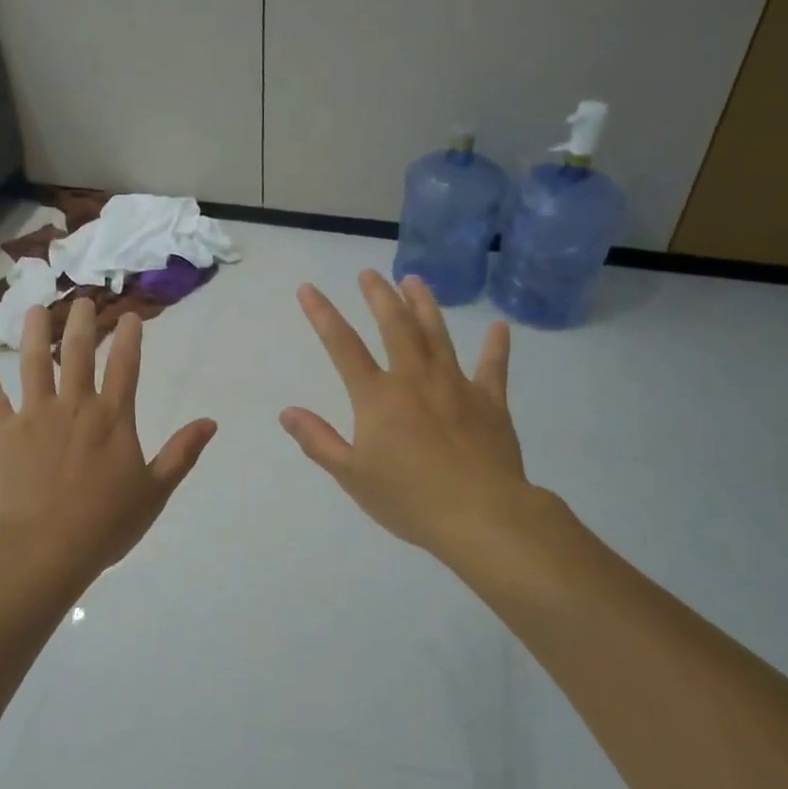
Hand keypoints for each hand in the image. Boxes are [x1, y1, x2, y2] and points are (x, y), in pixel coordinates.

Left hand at [0, 298, 215, 596]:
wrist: (43, 546)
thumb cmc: (104, 523)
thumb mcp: (154, 491)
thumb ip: (181, 453)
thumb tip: (210, 422)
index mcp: (112, 418)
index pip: (125, 367)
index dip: (129, 338)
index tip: (129, 315)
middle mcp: (74, 406)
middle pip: (79, 353)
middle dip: (81, 323)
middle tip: (79, 300)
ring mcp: (35, 416)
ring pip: (35, 364)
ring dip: (36, 335)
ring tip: (34, 311)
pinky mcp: (3, 434)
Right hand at [282, 271, 546, 569]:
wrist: (481, 515)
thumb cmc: (409, 499)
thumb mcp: (352, 475)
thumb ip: (318, 441)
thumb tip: (288, 412)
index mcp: (378, 397)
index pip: (343, 346)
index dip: (322, 315)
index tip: (309, 289)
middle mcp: (415, 379)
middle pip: (395, 327)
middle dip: (379, 296)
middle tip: (370, 273)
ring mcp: (456, 386)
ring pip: (437, 335)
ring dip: (424, 305)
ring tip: (415, 280)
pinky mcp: (490, 402)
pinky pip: (493, 368)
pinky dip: (496, 347)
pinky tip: (499, 328)